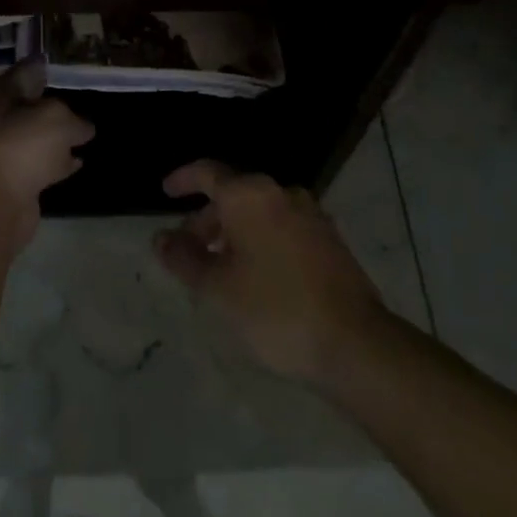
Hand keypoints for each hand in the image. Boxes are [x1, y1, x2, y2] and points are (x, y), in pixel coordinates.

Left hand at [0, 60, 93, 252]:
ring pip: (36, 137)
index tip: (61, 65)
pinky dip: (57, 162)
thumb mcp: (58, 118)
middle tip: (78, 99)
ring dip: (56, 137)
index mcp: (0, 96)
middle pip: (28, 106)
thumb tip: (83, 128)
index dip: (42, 67)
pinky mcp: (14, 180)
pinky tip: (77, 162)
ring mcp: (4, 152)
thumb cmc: (25, 144)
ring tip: (84, 132)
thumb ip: (74, 119)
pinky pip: (41, 163)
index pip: (24, 73)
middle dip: (51, 104)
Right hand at [154, 160, 389, 382]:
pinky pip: (283, 228)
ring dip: (234, 233)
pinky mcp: (330, 240)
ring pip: (259, 213)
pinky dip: (261, 241)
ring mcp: (311, 215)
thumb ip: (184, 259)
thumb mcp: (217, 288)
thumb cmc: (275, 309)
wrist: (355, 343)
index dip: (183, 180)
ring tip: (220, 269)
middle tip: (189, 252)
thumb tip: (161, 238)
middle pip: (234, 195)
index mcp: (249, 195)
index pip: (208, 173)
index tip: (166, 192)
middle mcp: (281, 193)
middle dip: (207, 220)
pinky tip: (256, 277)